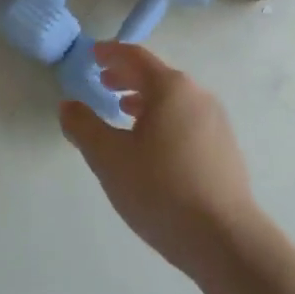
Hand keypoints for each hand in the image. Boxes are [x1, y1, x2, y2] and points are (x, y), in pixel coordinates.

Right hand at [60, 42, 257, 276]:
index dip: (111, 53)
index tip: (92, 54)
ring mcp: (216, 123)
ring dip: (145, 99)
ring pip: (173, 100)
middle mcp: (197, 96)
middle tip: (103, 82)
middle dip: (127, 76)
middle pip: (157, 76)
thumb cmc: (160, 189)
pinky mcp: (225, 150)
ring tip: (123, 112)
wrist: (225, 240)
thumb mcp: (109, 157)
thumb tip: (68, 105)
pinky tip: (152, 145)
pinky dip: (163, 119)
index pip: (135, 56)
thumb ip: (83, 126)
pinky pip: (186, 120)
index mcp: (171, 88)